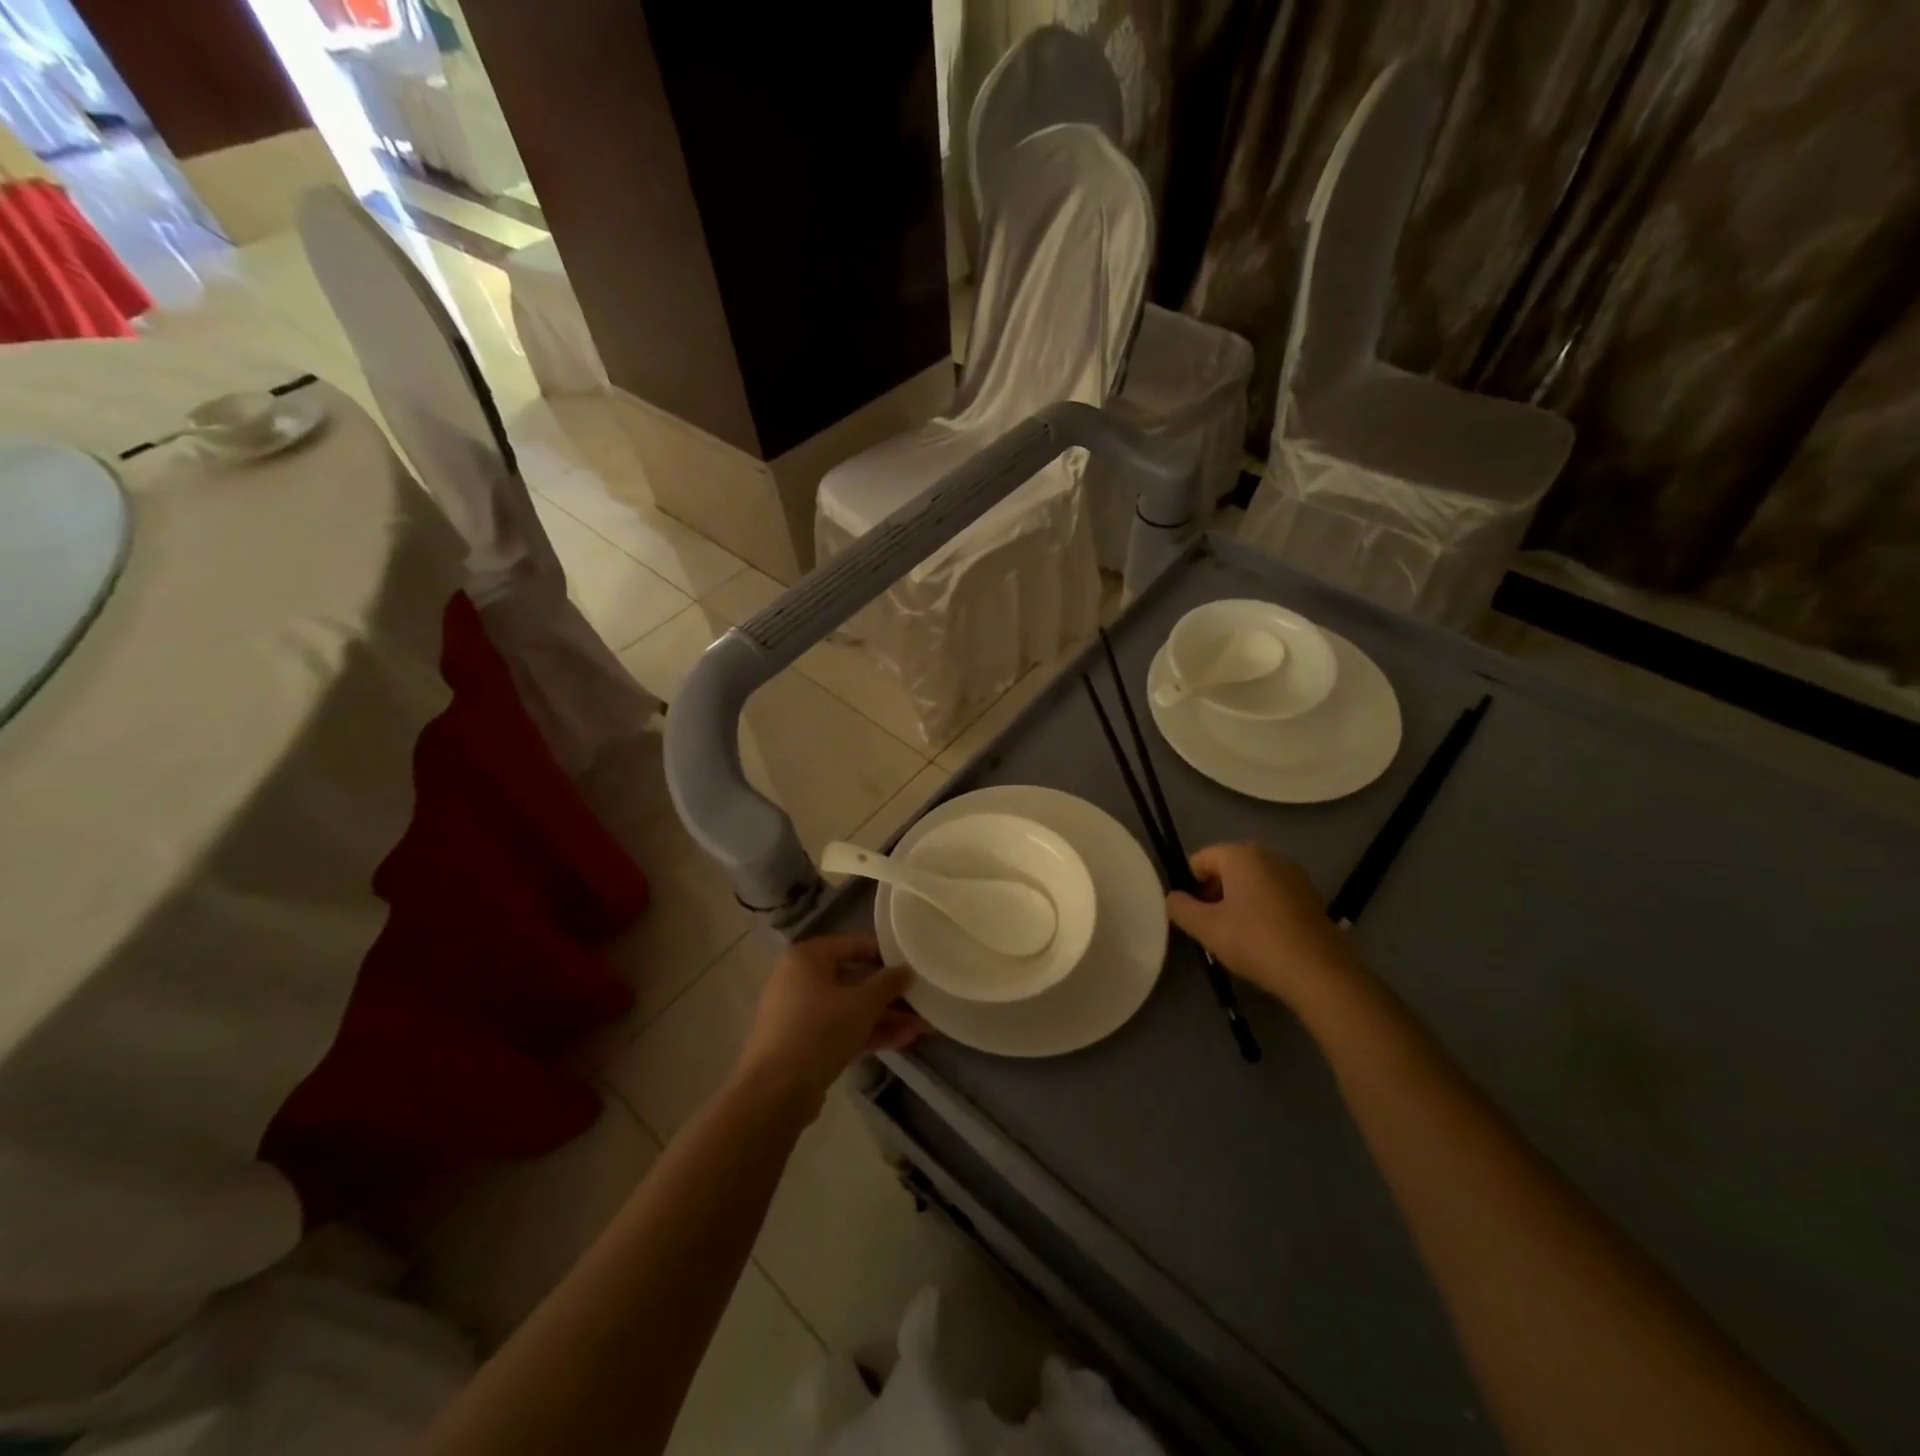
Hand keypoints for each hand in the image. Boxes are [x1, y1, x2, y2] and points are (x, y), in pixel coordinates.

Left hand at [732, 935, 928, 1111]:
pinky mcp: (804, 1044)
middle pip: (853, 979)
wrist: (775, 1092)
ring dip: (885, 1018)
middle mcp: (800, 979)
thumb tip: (907, 970)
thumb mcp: (862, 1003)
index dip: (886, 954)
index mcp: (807, 957)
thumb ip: (888, 983)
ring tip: (924, 1027)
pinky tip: (904, 1040)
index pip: (853, 944)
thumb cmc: (819, 1030)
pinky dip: (868, 1033)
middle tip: (923, 1001)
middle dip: (890, 995)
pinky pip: (841, 1029)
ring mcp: (800, 1014)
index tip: (913, 965)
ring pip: (850, 1009)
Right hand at [1167, 844, 1362, 1013]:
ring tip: (1239, 937)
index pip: (1199, 860)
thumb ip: (1181, 908)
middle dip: (1215, 894)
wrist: (1319, 972)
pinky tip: (1265, 939)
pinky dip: (1262, 910)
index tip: (1196, 917)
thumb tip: (1173, 898)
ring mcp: (1294, 874)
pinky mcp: (1311, 896)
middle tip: (1214, 928)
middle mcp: (1268, 854)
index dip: (1191, 887)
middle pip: (1226, 869)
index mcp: (1241, 854)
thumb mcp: (1206, 928)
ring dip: (1238, 903)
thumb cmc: (1255, 941)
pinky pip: (1273, 894)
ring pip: (1250, 882)